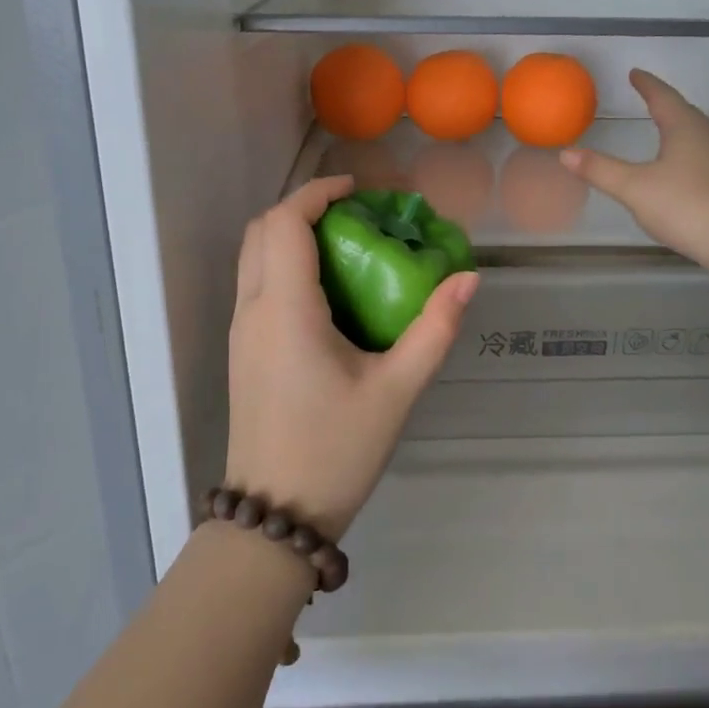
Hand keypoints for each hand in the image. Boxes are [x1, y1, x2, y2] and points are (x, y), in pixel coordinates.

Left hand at [226, 176, 478, 539]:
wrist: (274, 516)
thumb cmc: (336, 450)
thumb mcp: (397, 390)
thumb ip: (434, 329)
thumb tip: (468, 279)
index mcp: (285, 310)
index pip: (286, 222)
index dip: (318, 192)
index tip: (359, 191)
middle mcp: (252, 311)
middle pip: (262, 230)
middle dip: (305, 208)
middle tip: (356, 216)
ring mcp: (240, 332)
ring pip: (253, 257)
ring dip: (292, 235)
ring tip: (347, 247)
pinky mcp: (241, 352)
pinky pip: (256, 285)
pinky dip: (285, 264)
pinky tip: (329, 291)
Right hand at [560, 69, 708, 266]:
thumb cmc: (686, 205)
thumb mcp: (634, 188)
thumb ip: (600, 170)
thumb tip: (566, 153)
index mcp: (685, 128)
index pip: (663, 97)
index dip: (647, 85)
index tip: (635, 74)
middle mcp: (708, 137)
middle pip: (684, 113)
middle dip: (665, 104)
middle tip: (649, 97)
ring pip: (697, 136)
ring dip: (679, 129)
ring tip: (664, 129)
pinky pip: (704, 158)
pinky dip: (687, 154)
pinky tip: (682, 170)